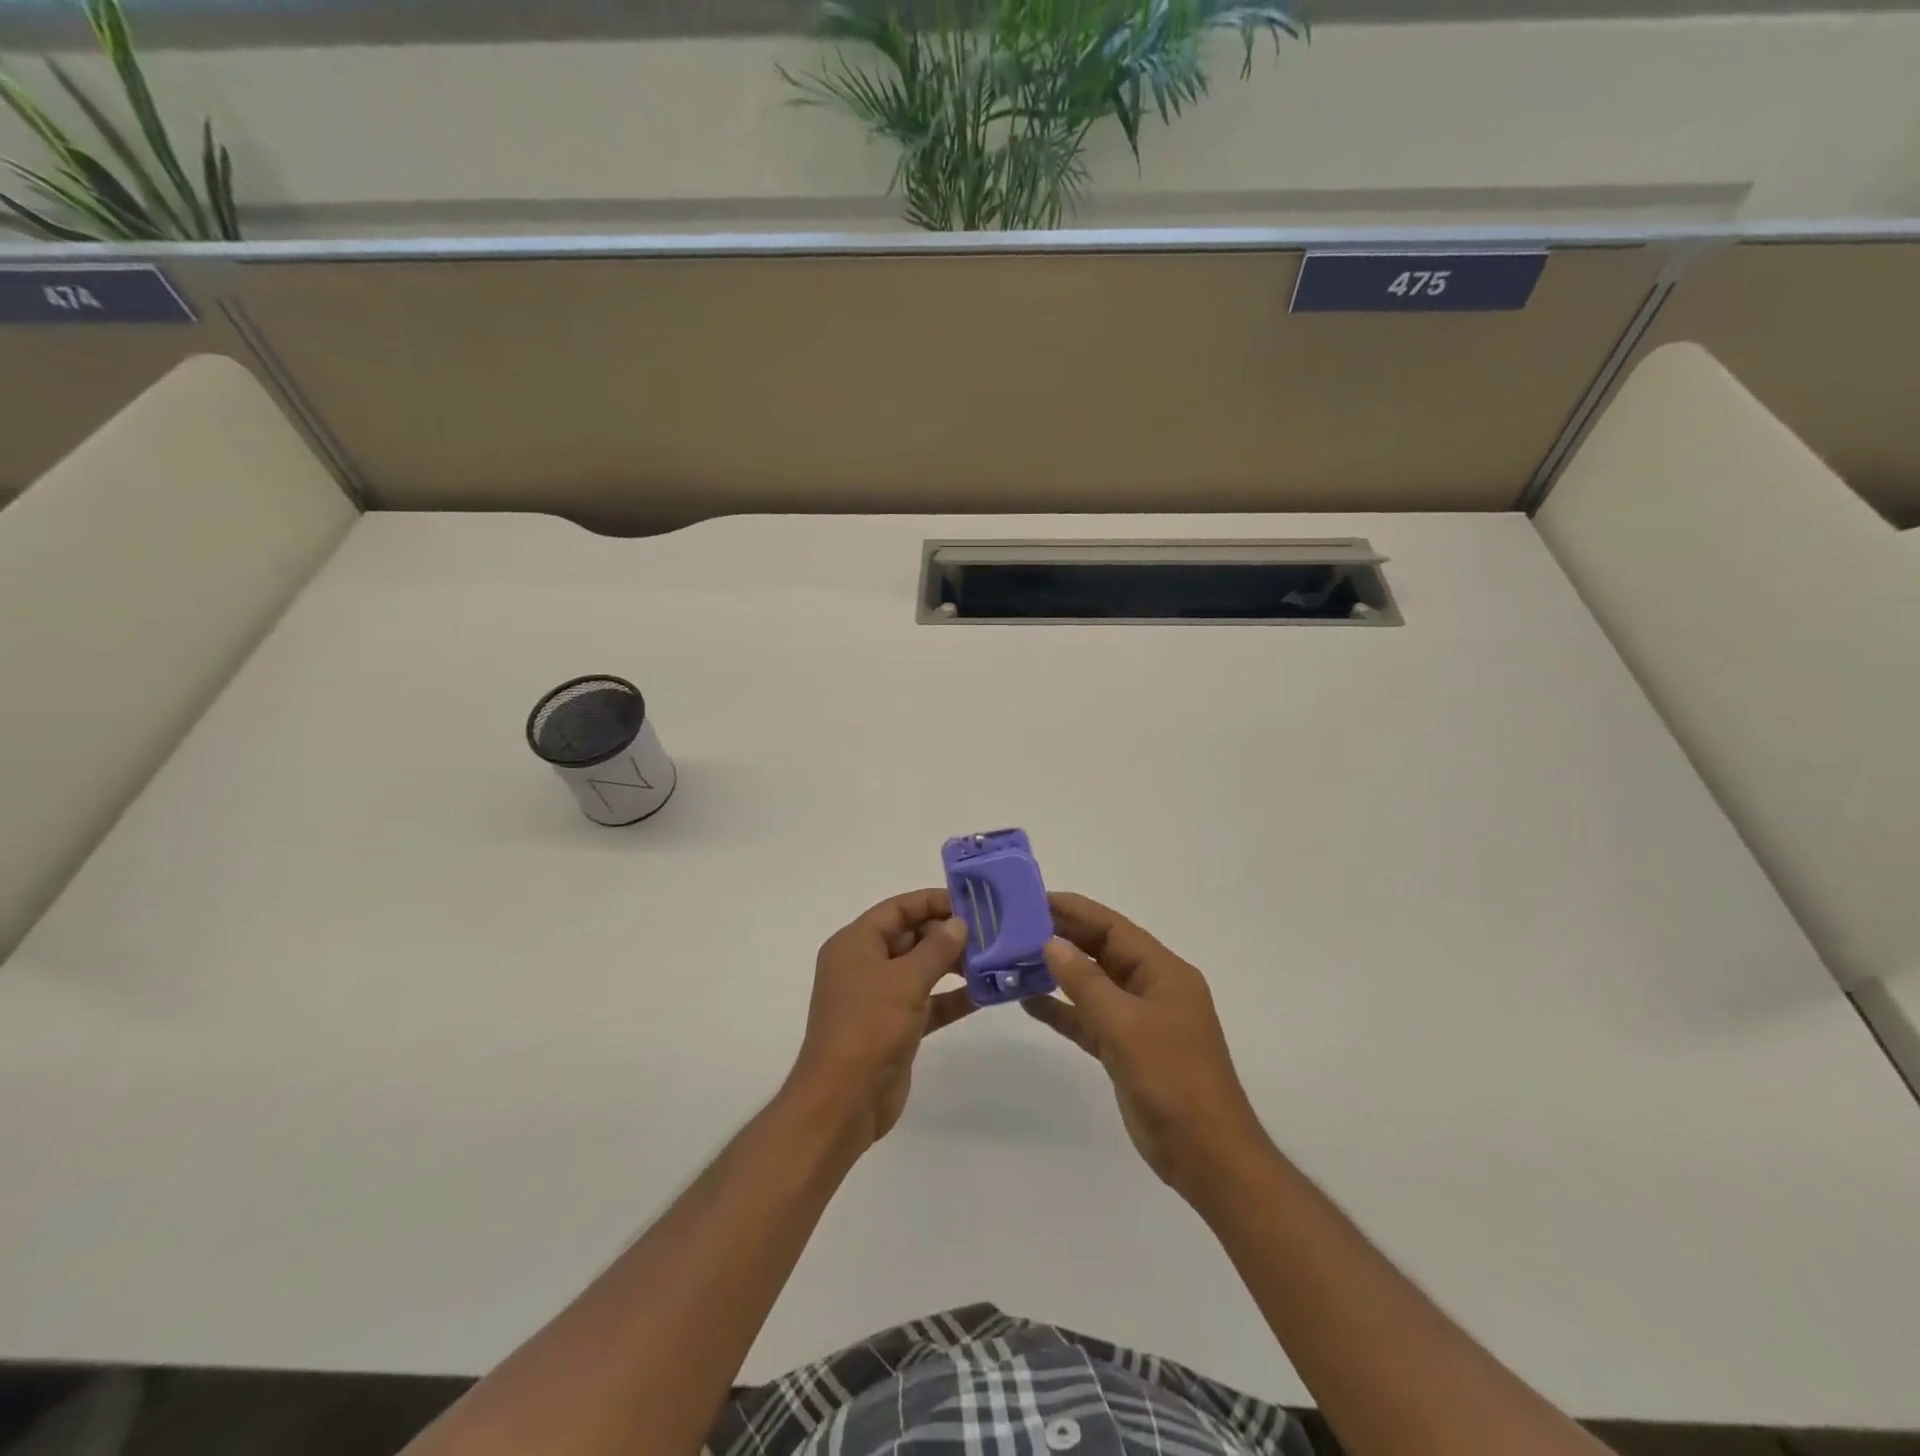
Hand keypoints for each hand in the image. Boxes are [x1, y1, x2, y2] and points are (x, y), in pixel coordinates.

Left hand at [786, 889, 976, 1150]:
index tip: (971, 902)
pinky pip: (927, 1002)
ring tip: (993, 960)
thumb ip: (936, 949)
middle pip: (911, 936)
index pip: (898, 908)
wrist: (843, 1102)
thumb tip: (959, 923)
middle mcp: (865, 964)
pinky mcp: (894, 1026)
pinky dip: (951, 997)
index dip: (933, 901)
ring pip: (921, 969)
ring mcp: (879, 997)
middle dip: (948, 934)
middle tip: (990, 932)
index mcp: (855, 944)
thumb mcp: (905, 981)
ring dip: (953, 965)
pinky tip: (984, 995)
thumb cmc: (868, 1028)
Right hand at [1024, 892, 1269, 1200]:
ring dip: (1058, 973)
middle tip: (1016, 924)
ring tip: (1014, 957)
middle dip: (1063, 937)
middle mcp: (1151, 988)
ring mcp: (1139, 1020)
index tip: (1035, 899)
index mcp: (1164, 972)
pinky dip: (1063, 1010)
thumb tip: (1050, 944)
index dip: (1075, 911)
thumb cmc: (1173, 1079)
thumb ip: (1086, 983)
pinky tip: (1029, 1001)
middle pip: (1102, 952)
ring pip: (1092, 985)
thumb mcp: (1126, 1025)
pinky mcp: (1125, 1049)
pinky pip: (1089, 1019)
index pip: (1113, 928)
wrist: (1206, 1157)